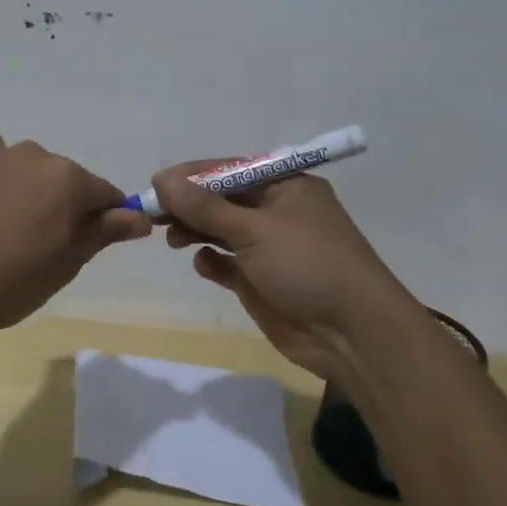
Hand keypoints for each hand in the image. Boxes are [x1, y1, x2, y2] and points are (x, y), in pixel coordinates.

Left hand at [0, 120, 150, 339]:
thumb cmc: (8, 283)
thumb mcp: (65, 265)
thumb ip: (104, 233)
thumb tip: (140, 216)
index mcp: (70, 181)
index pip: (106, 195)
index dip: (105, 222)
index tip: (85, 247)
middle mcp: (39, 156)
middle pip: (68, 179)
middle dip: (65, 206)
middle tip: (40, 248)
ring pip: (31, 164)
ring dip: (30, 186)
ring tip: (7, 224)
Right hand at [153, 164, 429, 381]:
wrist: (353, 335)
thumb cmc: (309, 266)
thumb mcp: (255, 230)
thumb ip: (206, 207)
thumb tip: (163, 179)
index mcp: (286, 186)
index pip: (230, 170)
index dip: (192, 175)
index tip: (156, 184)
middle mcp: (276, 212)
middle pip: (221, 199)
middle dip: (188, 204)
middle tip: (152, 213)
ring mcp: (269, 248)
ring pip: (220, 230)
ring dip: (195, 230)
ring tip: (171, 239)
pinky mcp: (261, 281)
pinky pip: (226, 263)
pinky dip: (212, 261)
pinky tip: (204, 265)